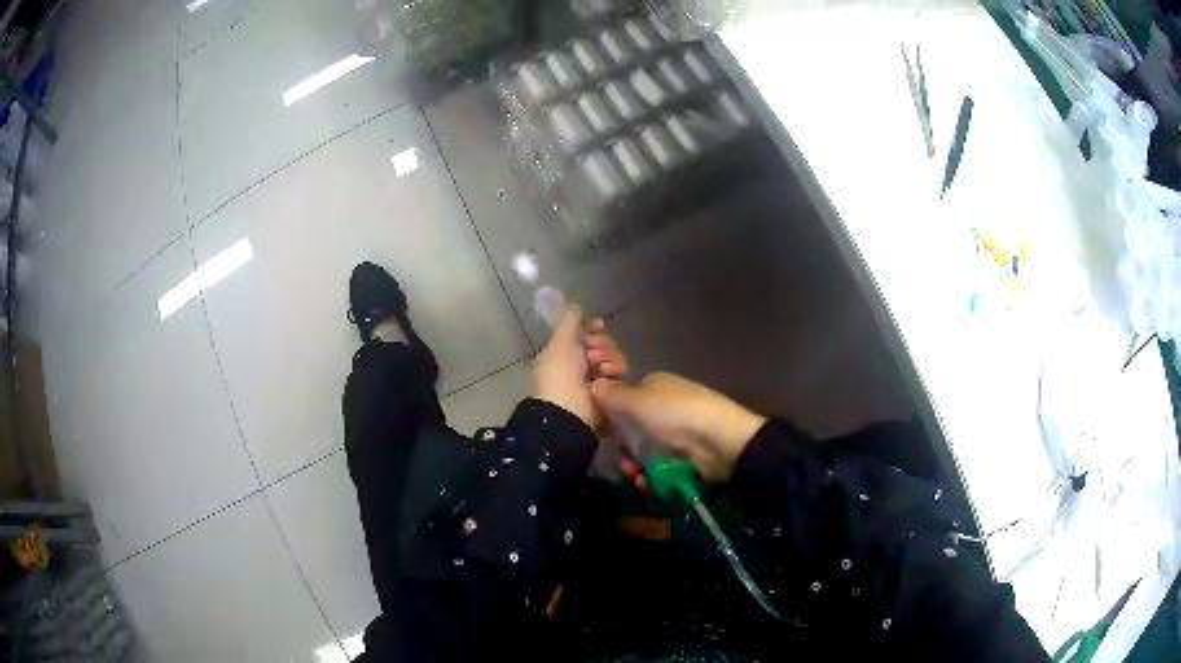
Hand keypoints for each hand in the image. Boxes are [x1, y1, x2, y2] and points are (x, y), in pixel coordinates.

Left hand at [533, 308, 627, 428]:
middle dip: (600, 342)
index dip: (592, 328)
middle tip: (592, 350)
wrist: (568, 407)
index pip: (585, 334)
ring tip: (597, 365)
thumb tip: (575, 305)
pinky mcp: (612, 387)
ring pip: (614, 354)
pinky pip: (620, 369)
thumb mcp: (559, 342)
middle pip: (603, 342)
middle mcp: (582, 363)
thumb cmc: (558, 373)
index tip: (598, 324)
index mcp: (566, 352)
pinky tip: (606, 373)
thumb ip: (569, 322)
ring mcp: (598, 376)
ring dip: (607, 354)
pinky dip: (615, 368)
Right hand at [591, 372, 765, 480]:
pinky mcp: (685, 454)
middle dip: (621, 446)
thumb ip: (611, 395)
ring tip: (633, 476)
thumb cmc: (673, 414)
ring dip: (634, 464)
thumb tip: (592, 384)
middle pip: (631, 427)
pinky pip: (658, 465)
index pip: (623, 396)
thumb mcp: (636, 400)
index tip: (597, 431)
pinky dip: (650, 475)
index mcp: (654, 384)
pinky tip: (645, 483)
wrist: (720, 442)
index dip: (608, 413)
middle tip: (617, 461)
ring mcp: (676, 430)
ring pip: (643, 449)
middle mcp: (665, 404)